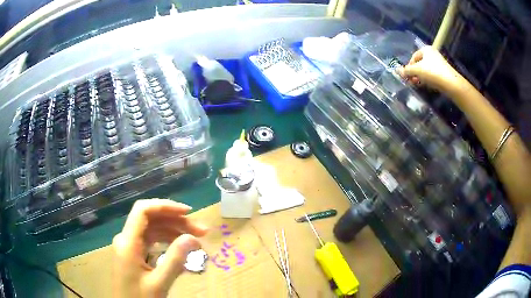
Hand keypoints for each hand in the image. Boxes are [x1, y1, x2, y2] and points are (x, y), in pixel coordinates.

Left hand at [112, 199, 207, 297]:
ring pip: (152, 229)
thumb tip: (193, 238)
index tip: (188, 212)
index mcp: (128, 242)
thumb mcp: (159, 283)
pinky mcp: (133, 253)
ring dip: (174, 231)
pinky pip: (151, 241)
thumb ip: (175, 260)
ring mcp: (129, 246)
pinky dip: (167, 241)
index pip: (143, 210)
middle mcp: (126, 239)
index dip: (165, 206)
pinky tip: (181, 249)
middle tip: (201, 231)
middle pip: (151, 219)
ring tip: (196, 240)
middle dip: (176, 221)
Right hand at [399, 46, 464, 94]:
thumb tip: (397, 70)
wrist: (451, 84)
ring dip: (420, 77)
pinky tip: (426, 85)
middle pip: (420, 63)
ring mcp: (439, 63)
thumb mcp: (417, 70)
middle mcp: (432, 53)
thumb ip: (406, 70)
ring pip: (426, 70)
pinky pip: (432, 74)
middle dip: (414, 72)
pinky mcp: (443, 72)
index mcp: (426, 49)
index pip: (413, 57)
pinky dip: (427, 79)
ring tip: (418, 84)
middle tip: (411, 81)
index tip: (407, 76)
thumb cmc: (433, 73)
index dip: (409, 66)